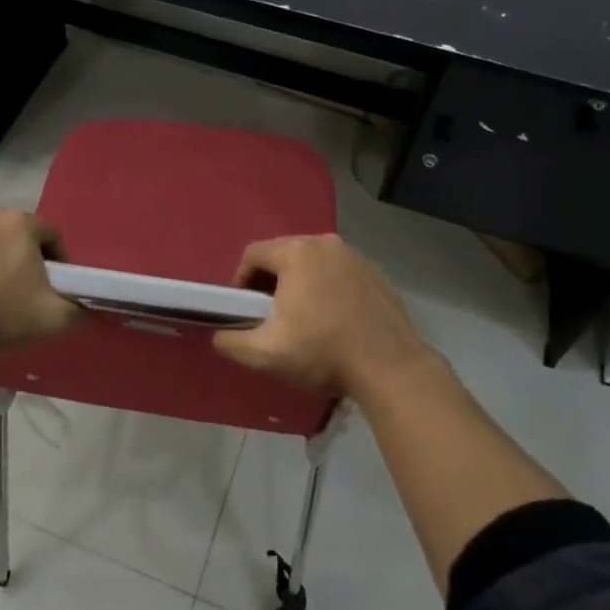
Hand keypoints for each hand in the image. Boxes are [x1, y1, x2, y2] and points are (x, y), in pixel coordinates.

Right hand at [212, 234, 427, 395]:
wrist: (390, 367)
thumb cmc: (323, 352)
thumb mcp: (265, 353)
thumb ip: (231, 341)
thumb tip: (219, 335)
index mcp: (296, 252)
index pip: (253, 254)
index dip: (240, 281)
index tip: (242, 310)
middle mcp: (325, 242)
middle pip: (283, 254)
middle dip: (270, 282)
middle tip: (269, 315)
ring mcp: (355, 255)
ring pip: (312, 263)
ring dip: (300, 284)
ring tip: (301, 319)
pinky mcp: (375, 272)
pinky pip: (338, 273)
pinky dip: (328, 288)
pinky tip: (333, 319)